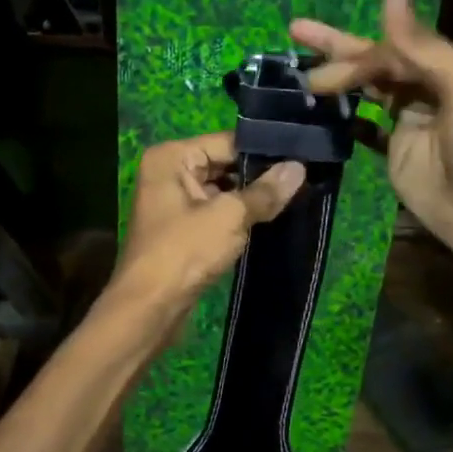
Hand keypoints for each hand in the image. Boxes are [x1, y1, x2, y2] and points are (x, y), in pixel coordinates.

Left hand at [111, 132, 306, 311]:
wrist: (150, 309)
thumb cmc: (184, 252)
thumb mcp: (230, 217)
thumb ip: (265, 191)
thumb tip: (299, 167)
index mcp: (172, 157)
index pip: (227, 142)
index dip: (263, 152)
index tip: (302, 159)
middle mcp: (169, 172)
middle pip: (224, 164)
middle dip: (258, 177)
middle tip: (303, 181)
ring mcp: (173, 202)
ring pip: (222, 191)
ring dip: (250, 200)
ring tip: (293, 200)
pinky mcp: (181, 229)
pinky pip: (216, 213)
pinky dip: (238, 218)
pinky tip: (268, 221)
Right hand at [291, 0, 452, 267]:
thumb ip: (421, 43)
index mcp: (443, 68)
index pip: (390, 46)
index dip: (355, 39)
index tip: (318, 24)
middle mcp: (423, 89)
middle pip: (374, 61)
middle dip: (336, 48)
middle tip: (296, 33)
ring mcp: (407, 122)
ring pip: (366, 90)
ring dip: (336, 80)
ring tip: (302, 79)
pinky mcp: (395, 153)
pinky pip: (365, 128)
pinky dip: (346, 118)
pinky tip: (321, 112)